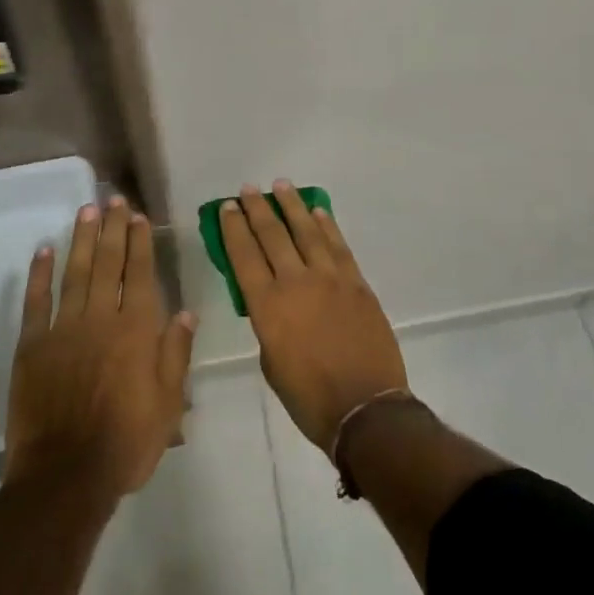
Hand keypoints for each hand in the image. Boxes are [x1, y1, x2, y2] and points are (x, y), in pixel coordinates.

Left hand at [6, 197, 196, 496]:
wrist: (65, 477)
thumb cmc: (126, 443)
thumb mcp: (168, 404)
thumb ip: (176, 353)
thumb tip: (187, 311)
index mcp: (137, 329)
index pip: (140, 273)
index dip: (140, 242)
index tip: (138, 216)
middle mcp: (101, 318)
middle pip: (108, 263)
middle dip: (112, 228)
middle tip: (113, 199)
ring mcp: (63, 329)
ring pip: (75, 273)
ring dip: (81, 239)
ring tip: (86, 210)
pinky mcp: (32, 346)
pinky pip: (36, 302)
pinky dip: (40, 274)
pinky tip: (44, 251)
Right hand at [220, 181, 407, 450]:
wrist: (366, 408)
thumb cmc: (310, 398)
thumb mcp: (272, 364)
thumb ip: (268, 324)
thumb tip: (272, 302)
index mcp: (268, 306)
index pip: (244, 256)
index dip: (234, 228)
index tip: (227, 207)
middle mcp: (296, 282)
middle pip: (272, 235)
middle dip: (258, 209)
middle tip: (249, 189)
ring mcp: (330, 278)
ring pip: (307, 231)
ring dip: (292, 205)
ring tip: (281, 186)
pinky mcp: (356, 282)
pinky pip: (338, 245)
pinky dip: (327, 225)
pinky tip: (318, 211)